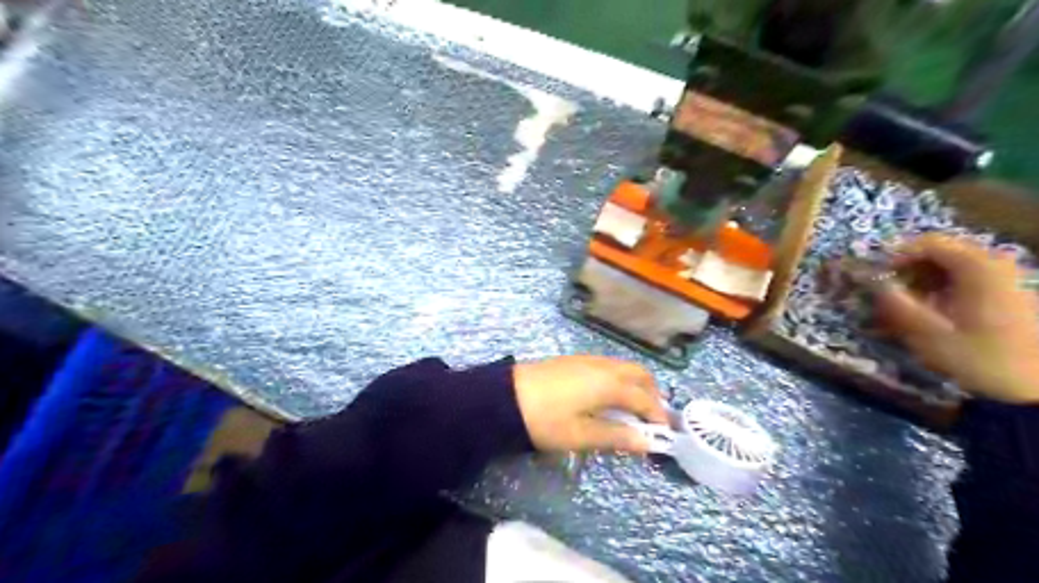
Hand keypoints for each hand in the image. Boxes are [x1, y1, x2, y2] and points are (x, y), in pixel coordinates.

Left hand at [511, 354, 664, 454]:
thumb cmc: (545, 420)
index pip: (644, 399)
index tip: (664, 434)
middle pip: (639, 374)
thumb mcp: (581, 435)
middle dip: (651, 394)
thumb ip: (616, 437)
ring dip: (635, 385)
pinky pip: (608, 366)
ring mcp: (588, 360)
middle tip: (651, 418)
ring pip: (623, 367)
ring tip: (631, 410)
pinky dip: (619, 379)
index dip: (657, 416)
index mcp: (609, 384)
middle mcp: (604, 366)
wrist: (504, 397)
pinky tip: (607, 397)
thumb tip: (648, 443)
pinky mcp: (574, 360)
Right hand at [869, 236, 1038, 403]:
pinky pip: (968, 277)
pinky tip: (936, 310)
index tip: (880, 279)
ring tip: (911, 305)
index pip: (928, 243)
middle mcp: (996, 263)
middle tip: (892, 293)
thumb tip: (874, 284)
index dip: (897, 257)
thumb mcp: (929, 335)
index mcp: (978, 268)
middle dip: (910, 269)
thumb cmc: (981, 358)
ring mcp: (1007, 277)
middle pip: (941, 251)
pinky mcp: (1010, 292)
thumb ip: (898, 305)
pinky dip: (944, 288)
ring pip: (953, 265)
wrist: (1036, 387)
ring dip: (925, 279)